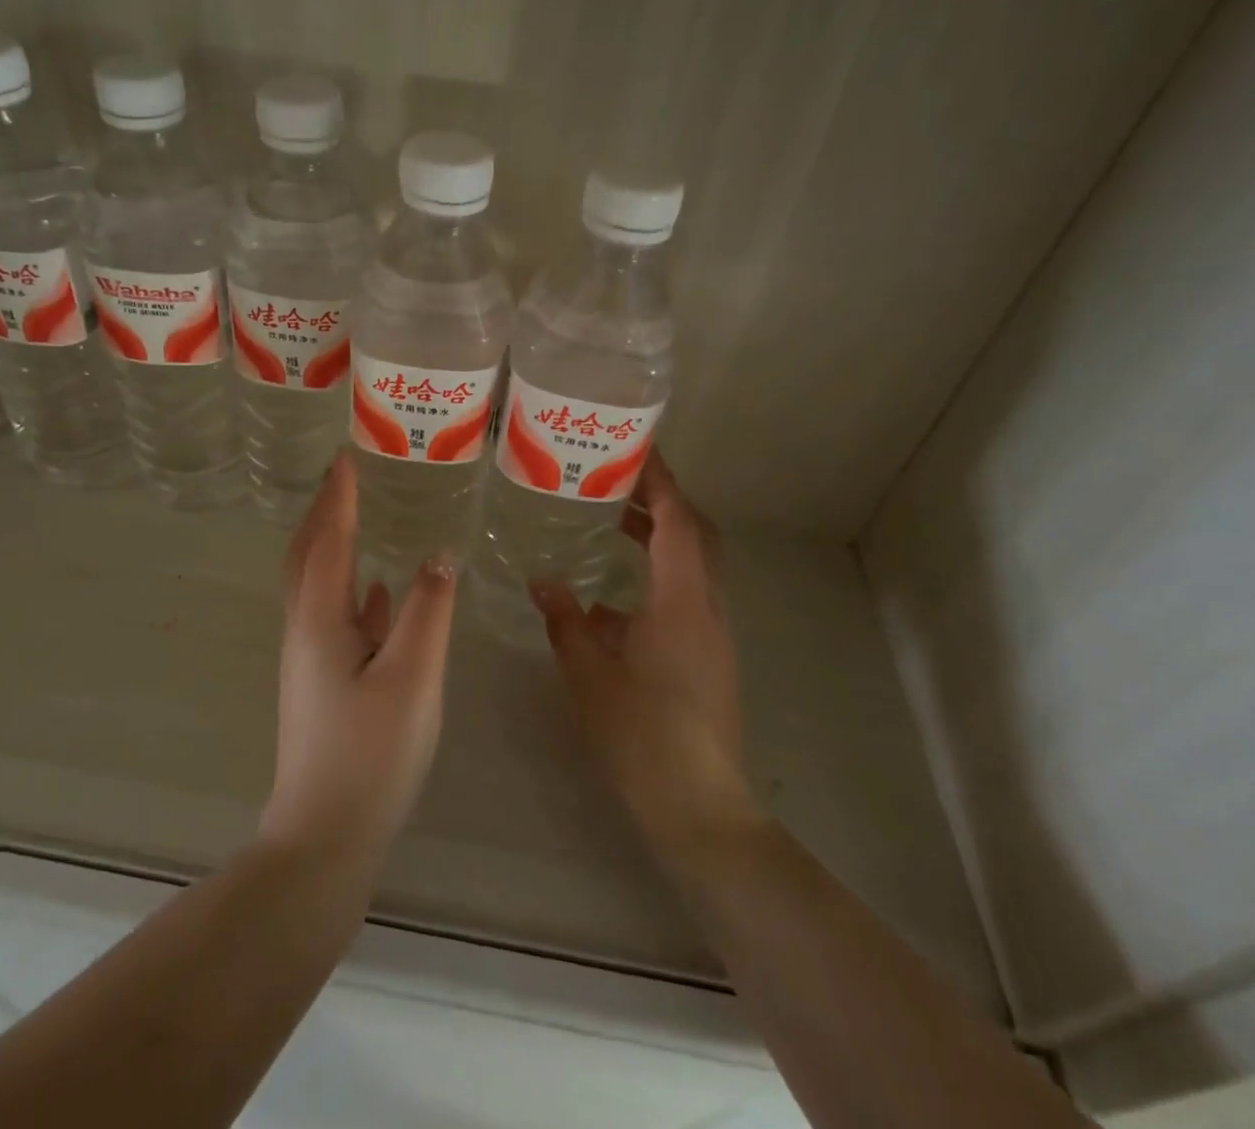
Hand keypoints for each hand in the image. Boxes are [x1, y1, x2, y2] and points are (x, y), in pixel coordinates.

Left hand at [259, 452, 457, 866]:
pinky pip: (335, 616)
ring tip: (357, 519)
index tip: (347, 455)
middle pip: (306, 555)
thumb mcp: (413, 675)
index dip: (339, 495)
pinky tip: (379, 594)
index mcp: (319, 618)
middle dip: (323, 512)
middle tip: (345, 478)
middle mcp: (305, 629)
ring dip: (332, 545)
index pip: (328, 538)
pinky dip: (351, 589)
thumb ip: (428, 610)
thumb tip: (438, 554)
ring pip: (318, 584)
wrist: (325, 835)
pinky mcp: (322, 684)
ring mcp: (310, 659)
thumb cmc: (371, 752)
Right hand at [532, 452, 761, 864]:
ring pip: (692, 565)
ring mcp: (712, 632)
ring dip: (659, 537)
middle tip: (618, 480)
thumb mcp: (589, 673)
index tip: (636, 449)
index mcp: (681, 601)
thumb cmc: (642, 734)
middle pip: (695, 535)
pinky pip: (685, 595)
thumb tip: (542, 582)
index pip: (678, 521)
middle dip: (661, 501)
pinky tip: (612, 598)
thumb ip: (566, 621)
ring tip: (612, 523)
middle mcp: (705, 606)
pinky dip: (656, 576)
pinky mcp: (708, 655)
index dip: (661, 481)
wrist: (699, 805)